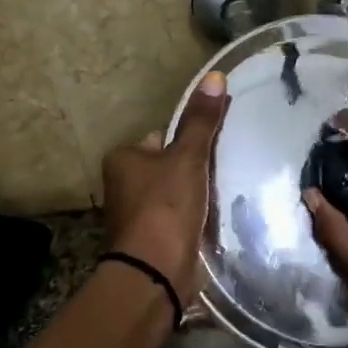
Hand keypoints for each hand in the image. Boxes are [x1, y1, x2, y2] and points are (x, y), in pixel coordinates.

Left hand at [101, 70, 229, 302]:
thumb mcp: (188, 157)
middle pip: (168, 165)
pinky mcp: (151, 240)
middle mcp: (123, 185)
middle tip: (224, 168)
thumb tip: (215, 76)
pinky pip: (177, 218)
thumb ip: (202, 121)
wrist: (155, 271)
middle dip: (193, 169)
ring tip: (224, 193)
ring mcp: (135, 215)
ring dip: (195, 195)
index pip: (160, 136)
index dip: (188, 139)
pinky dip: (193, 217)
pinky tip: (213, 218)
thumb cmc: (166, 205)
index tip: (215, 145)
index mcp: (123, 158)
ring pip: (174, 193)